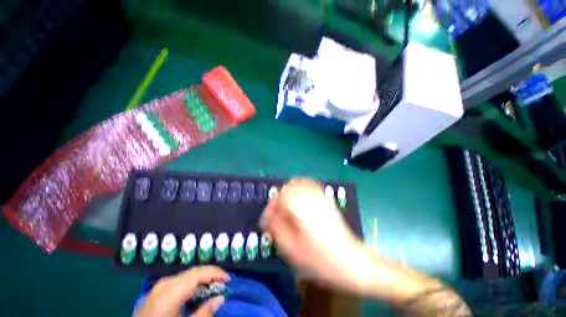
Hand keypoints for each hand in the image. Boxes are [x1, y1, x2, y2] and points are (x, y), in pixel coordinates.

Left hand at [135, 266, 229, 316]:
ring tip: (213, 288)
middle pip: (193, 273)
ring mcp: (159, 287)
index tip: (228, 279)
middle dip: (210, 276)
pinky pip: (178, 283)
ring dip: (201, 280)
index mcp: (172, 289)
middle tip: (223, 284)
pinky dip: (191, 286)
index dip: (216, 272)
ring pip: (186, 277)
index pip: (199, 272)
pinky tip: (196, 295)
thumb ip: (204, 312)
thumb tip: (221, 298)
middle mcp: (166, 283)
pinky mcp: (156, 293)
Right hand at [260, 178, 369, 293]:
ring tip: (285, 207)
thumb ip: (277, 229)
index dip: (270, 208)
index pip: (279, 198)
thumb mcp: (292, 249)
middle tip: (275, 214)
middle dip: (278, 200)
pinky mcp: (326, 199)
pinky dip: (300, 188)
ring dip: (288, 193)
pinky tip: (299, 200)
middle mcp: (310, 196)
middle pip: (288, 188)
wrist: (352, 262)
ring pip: (299, 183)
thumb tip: (268, 218)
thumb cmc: (320, 260)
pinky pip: (310, 185)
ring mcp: (320, 196)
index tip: (266, 221)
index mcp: (301, 208)